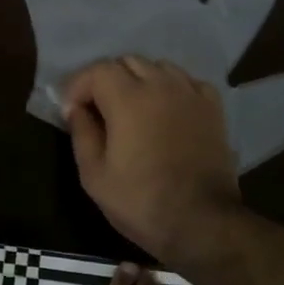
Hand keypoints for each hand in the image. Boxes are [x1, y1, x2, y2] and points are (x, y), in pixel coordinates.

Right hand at [63, 57, 242, 266]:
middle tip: (97, 109)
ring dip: (139, 80)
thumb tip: (75, 109)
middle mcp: (161, 86)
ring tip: (132, 107)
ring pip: (159, 67)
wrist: (201, 222)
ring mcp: (191, 94)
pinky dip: (171, 88)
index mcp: (128, 99)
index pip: (97, 70)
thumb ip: (82, 133)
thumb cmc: (140, 202)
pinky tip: (166, 110)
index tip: (71, 112)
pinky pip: (187, 82)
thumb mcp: (94, 175)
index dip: (78, 86)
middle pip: (127, 62)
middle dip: (106, 80)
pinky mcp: (213, 109)